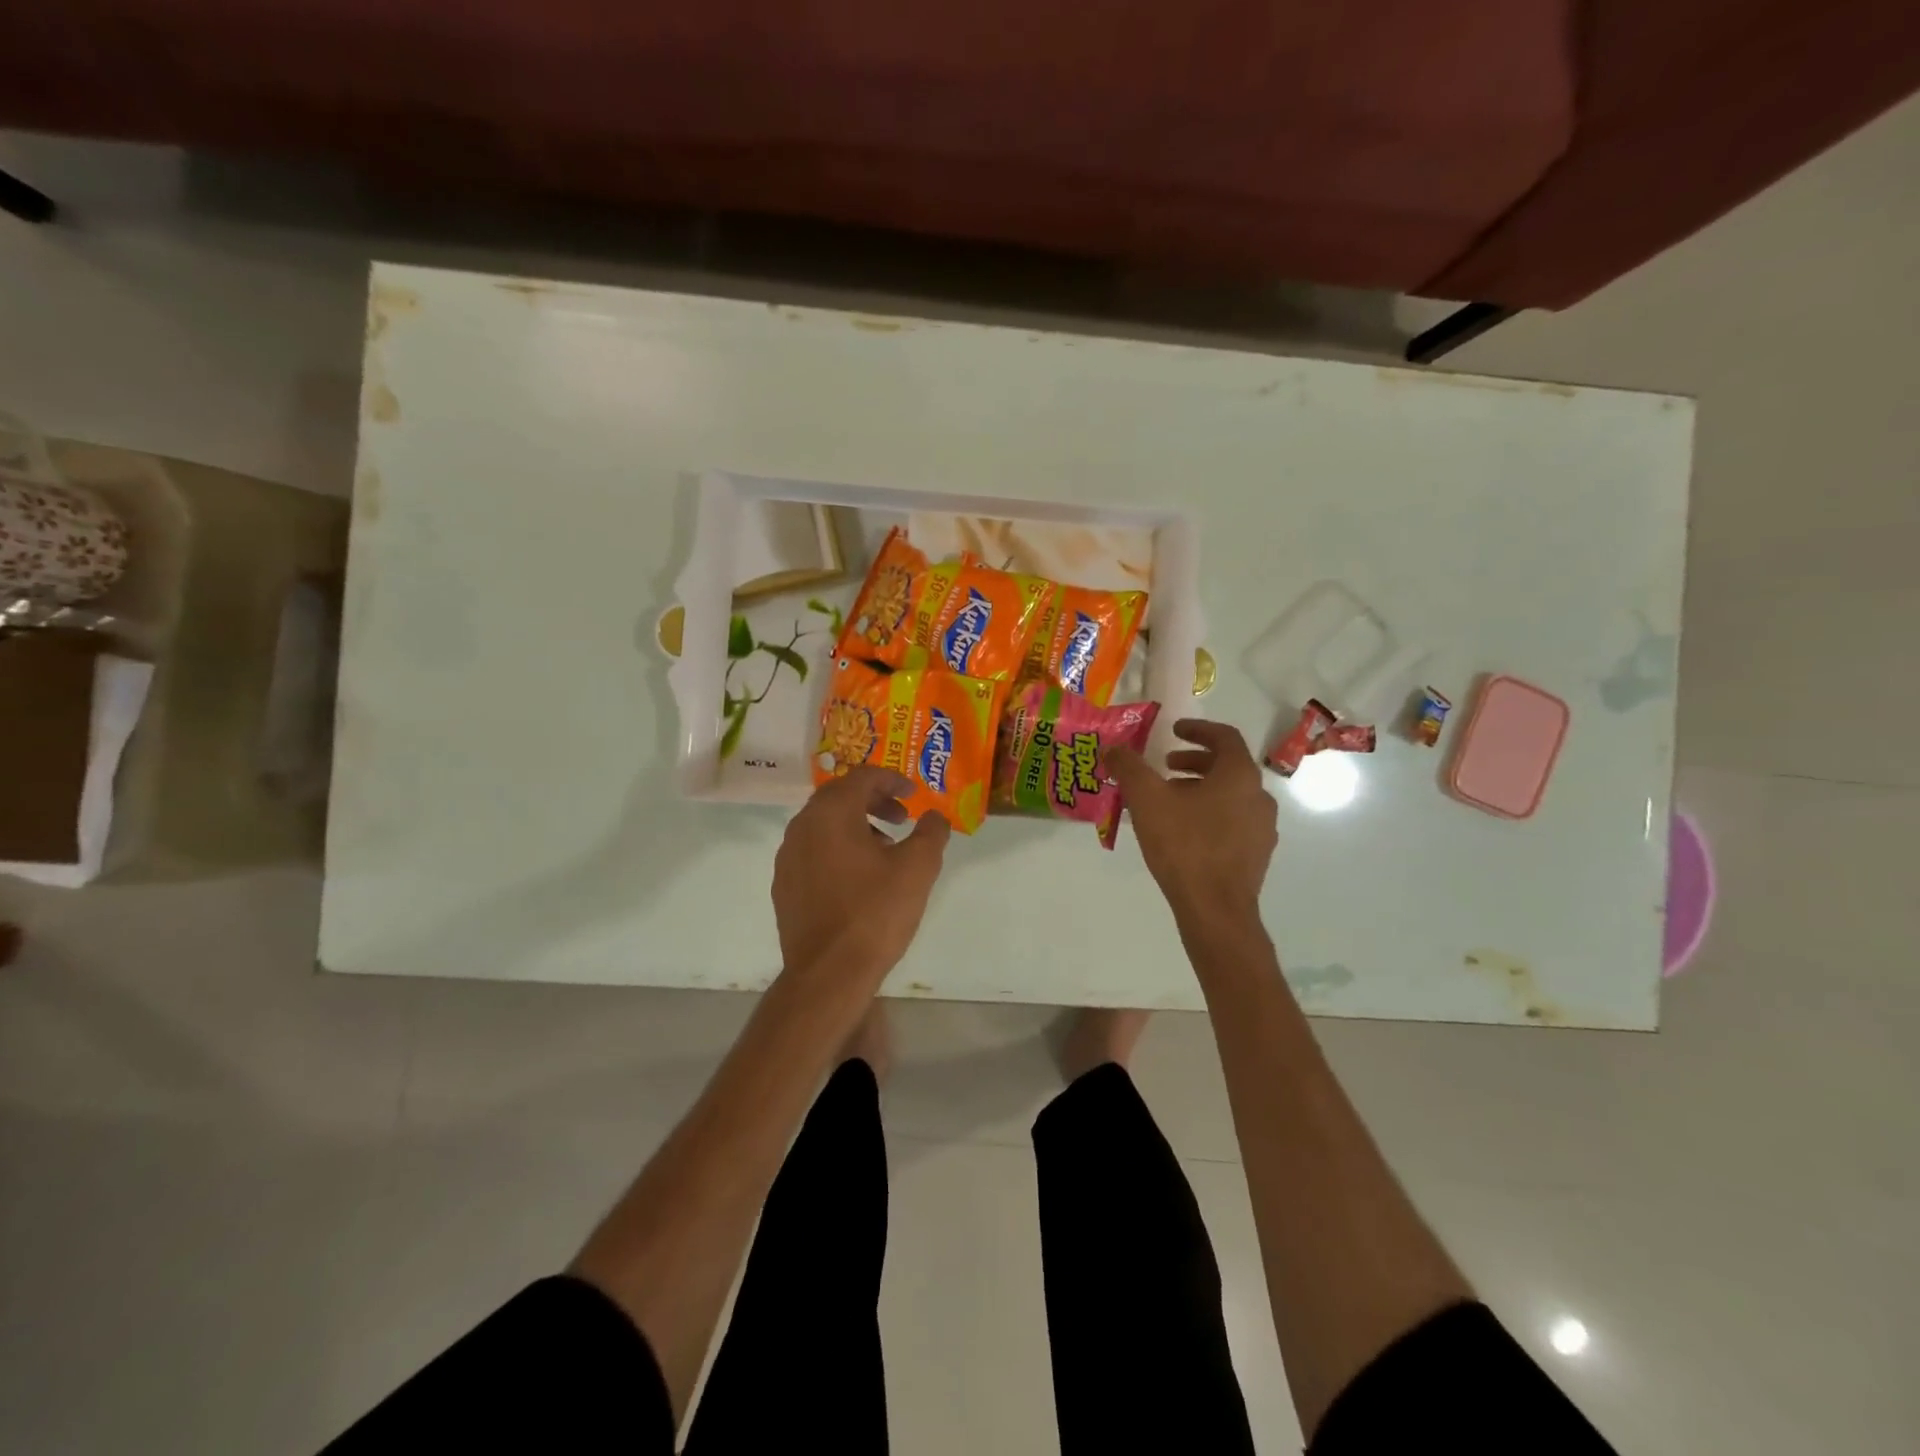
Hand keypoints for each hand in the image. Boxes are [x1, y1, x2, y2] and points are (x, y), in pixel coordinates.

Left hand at [773, 766, 951, 989]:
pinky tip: (859, 877)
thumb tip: (934, 817)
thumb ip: (931, 832)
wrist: (828, 974)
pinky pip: (813, 851)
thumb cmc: (875, 913)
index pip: (862, 777)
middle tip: (901, 817)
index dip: (892, 779)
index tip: (914, 794)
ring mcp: (788, 857)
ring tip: (885, 848)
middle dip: (873, 800)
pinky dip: (838, 848)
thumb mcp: (918, 868)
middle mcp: (802, 826)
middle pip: (839, 796)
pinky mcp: (784, 885)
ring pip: (824, 824)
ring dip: (856, 825)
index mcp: (831, 813)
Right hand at [1107, 719, 1277, 926]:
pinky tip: (1183, 833)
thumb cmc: (1184, 845)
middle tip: (1166, 767)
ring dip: (1201, 789)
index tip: (1174, 731)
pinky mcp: (1257, 855)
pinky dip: (1210, 814)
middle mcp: (1259, 796)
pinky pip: (1234, 821)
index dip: (1198, 729)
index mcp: (1239, 775)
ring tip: (1170, 801)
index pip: (1224, 736)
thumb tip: (1113, 749)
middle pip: (1228, 766)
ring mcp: (1262, 828)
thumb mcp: (1146, 799)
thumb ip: (1129, 767)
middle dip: (1195, 761)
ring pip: (1231, 795)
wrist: (1215, 909)